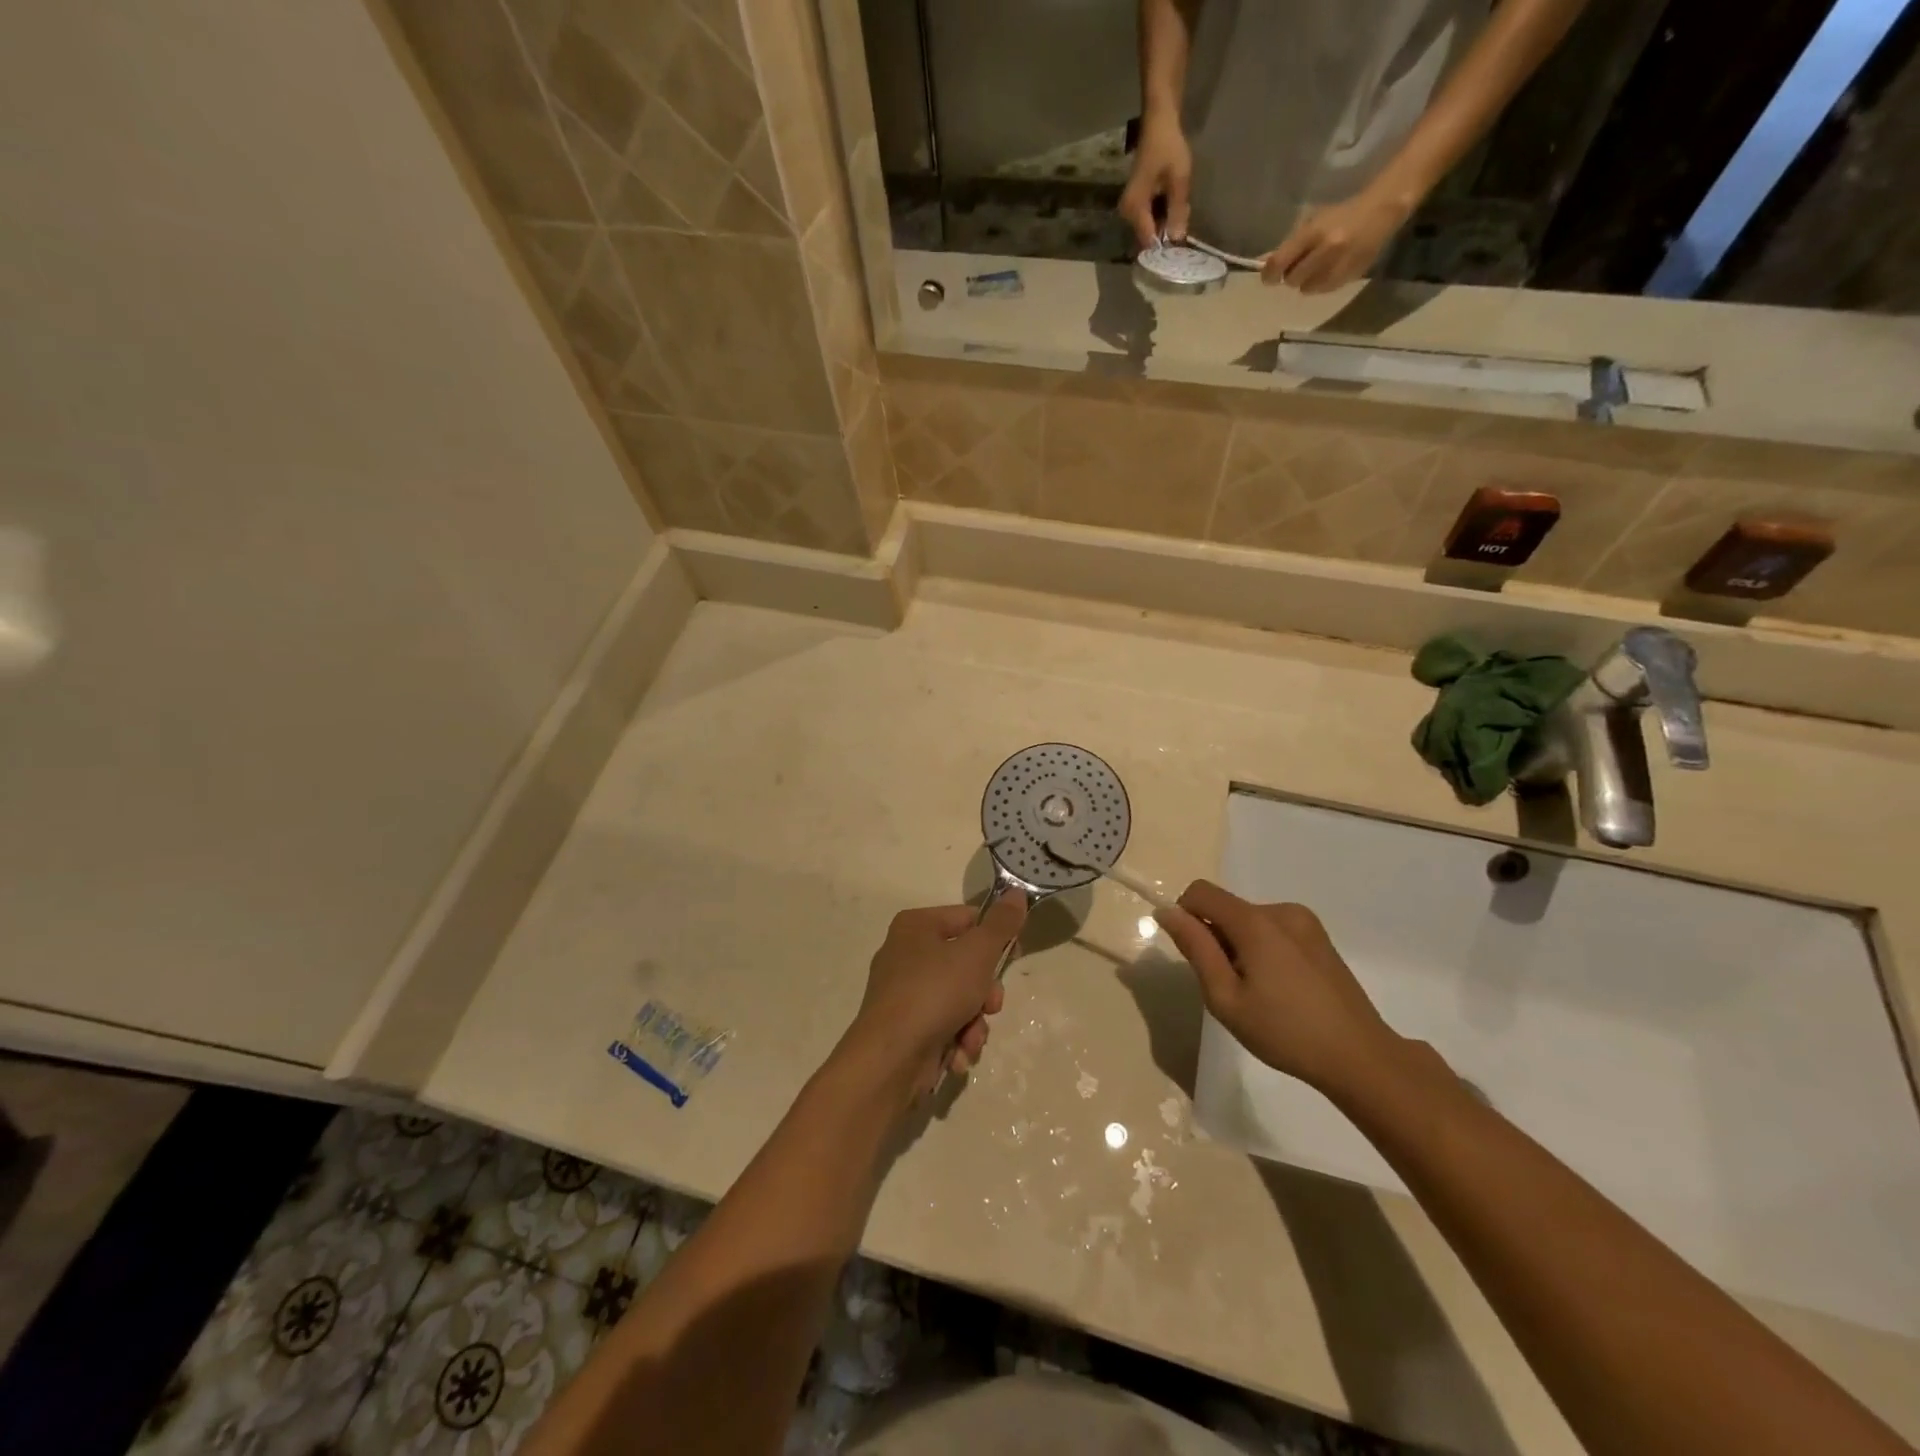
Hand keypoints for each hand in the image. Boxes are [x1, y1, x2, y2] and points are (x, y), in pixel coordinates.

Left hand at [843, 895, 1025, 1096]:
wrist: (890, 1059)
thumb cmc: (934, 993)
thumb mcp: (977, 953)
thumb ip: (1001, 924)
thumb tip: (1016, 892)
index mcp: (916, 926)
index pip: (968, 919)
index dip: (995, 938)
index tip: (1014, 957)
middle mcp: (905, 954)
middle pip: (966, 964)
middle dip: (984, 993)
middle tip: (991, 1006)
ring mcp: (903, 993)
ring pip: (959, 999)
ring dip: (974, 1023)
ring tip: (970, 1038)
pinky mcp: (905, 1027)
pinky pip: (943, 1025)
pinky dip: (955, 1040)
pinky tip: (956, 1054)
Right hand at [1118, 110, 1192, 248]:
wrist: (1158, 122)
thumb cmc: (1168, 147)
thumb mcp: (1179, 181)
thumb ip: (1178, 212)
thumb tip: (1177, 240)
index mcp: (1135, 209)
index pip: (1149, 242)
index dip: (1165, 249)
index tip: (1180, 252)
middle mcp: (1127, 214)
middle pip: (1149, 236)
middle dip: (1167, 234)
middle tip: (1185, 222)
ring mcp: (1130, 209)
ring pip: (1150, 228)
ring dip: (1166, 224)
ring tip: (1182, 211)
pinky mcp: (1135, 204)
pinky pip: (1149, 219)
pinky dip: (1162, 216)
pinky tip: (1174, 205)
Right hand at [1155, 880, 1398, 1097]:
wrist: (1359, 1057)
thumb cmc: (1285, 1031)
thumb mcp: (1226, 997)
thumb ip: (1196, 949)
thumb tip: (1168, 912)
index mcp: (1256, 922)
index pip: (1201, 892)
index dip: (1185, 916)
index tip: (1194, 956)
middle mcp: (1280, 910)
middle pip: (1227, 908)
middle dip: (1216, 938)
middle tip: (1231, 988)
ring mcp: (1305, 922)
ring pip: (1249, 920)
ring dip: (1240, 945)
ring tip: (1259, 992)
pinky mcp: (1319, 937)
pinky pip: (1273, 929)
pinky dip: (1263, 949)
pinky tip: (1281, 988)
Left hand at [1261, 188, 1413, 293]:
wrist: (1381, 211)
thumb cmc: (1341, 215)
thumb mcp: (1312, 222)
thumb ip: (1289, 246)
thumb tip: (1263, 264)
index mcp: (1313, 232)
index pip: (1279, 263)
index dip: (1270, 274)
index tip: (1269, 277)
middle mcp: (1325, 250)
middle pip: (1291, 280)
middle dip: (1292, 275)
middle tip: (1300, 265)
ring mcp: (1338, 264)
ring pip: (1306, 288)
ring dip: (1307, 281)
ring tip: (1318, 266)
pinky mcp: (1349, 276)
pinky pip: (1322, 290)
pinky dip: (1321, 284)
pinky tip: (1330, 269)